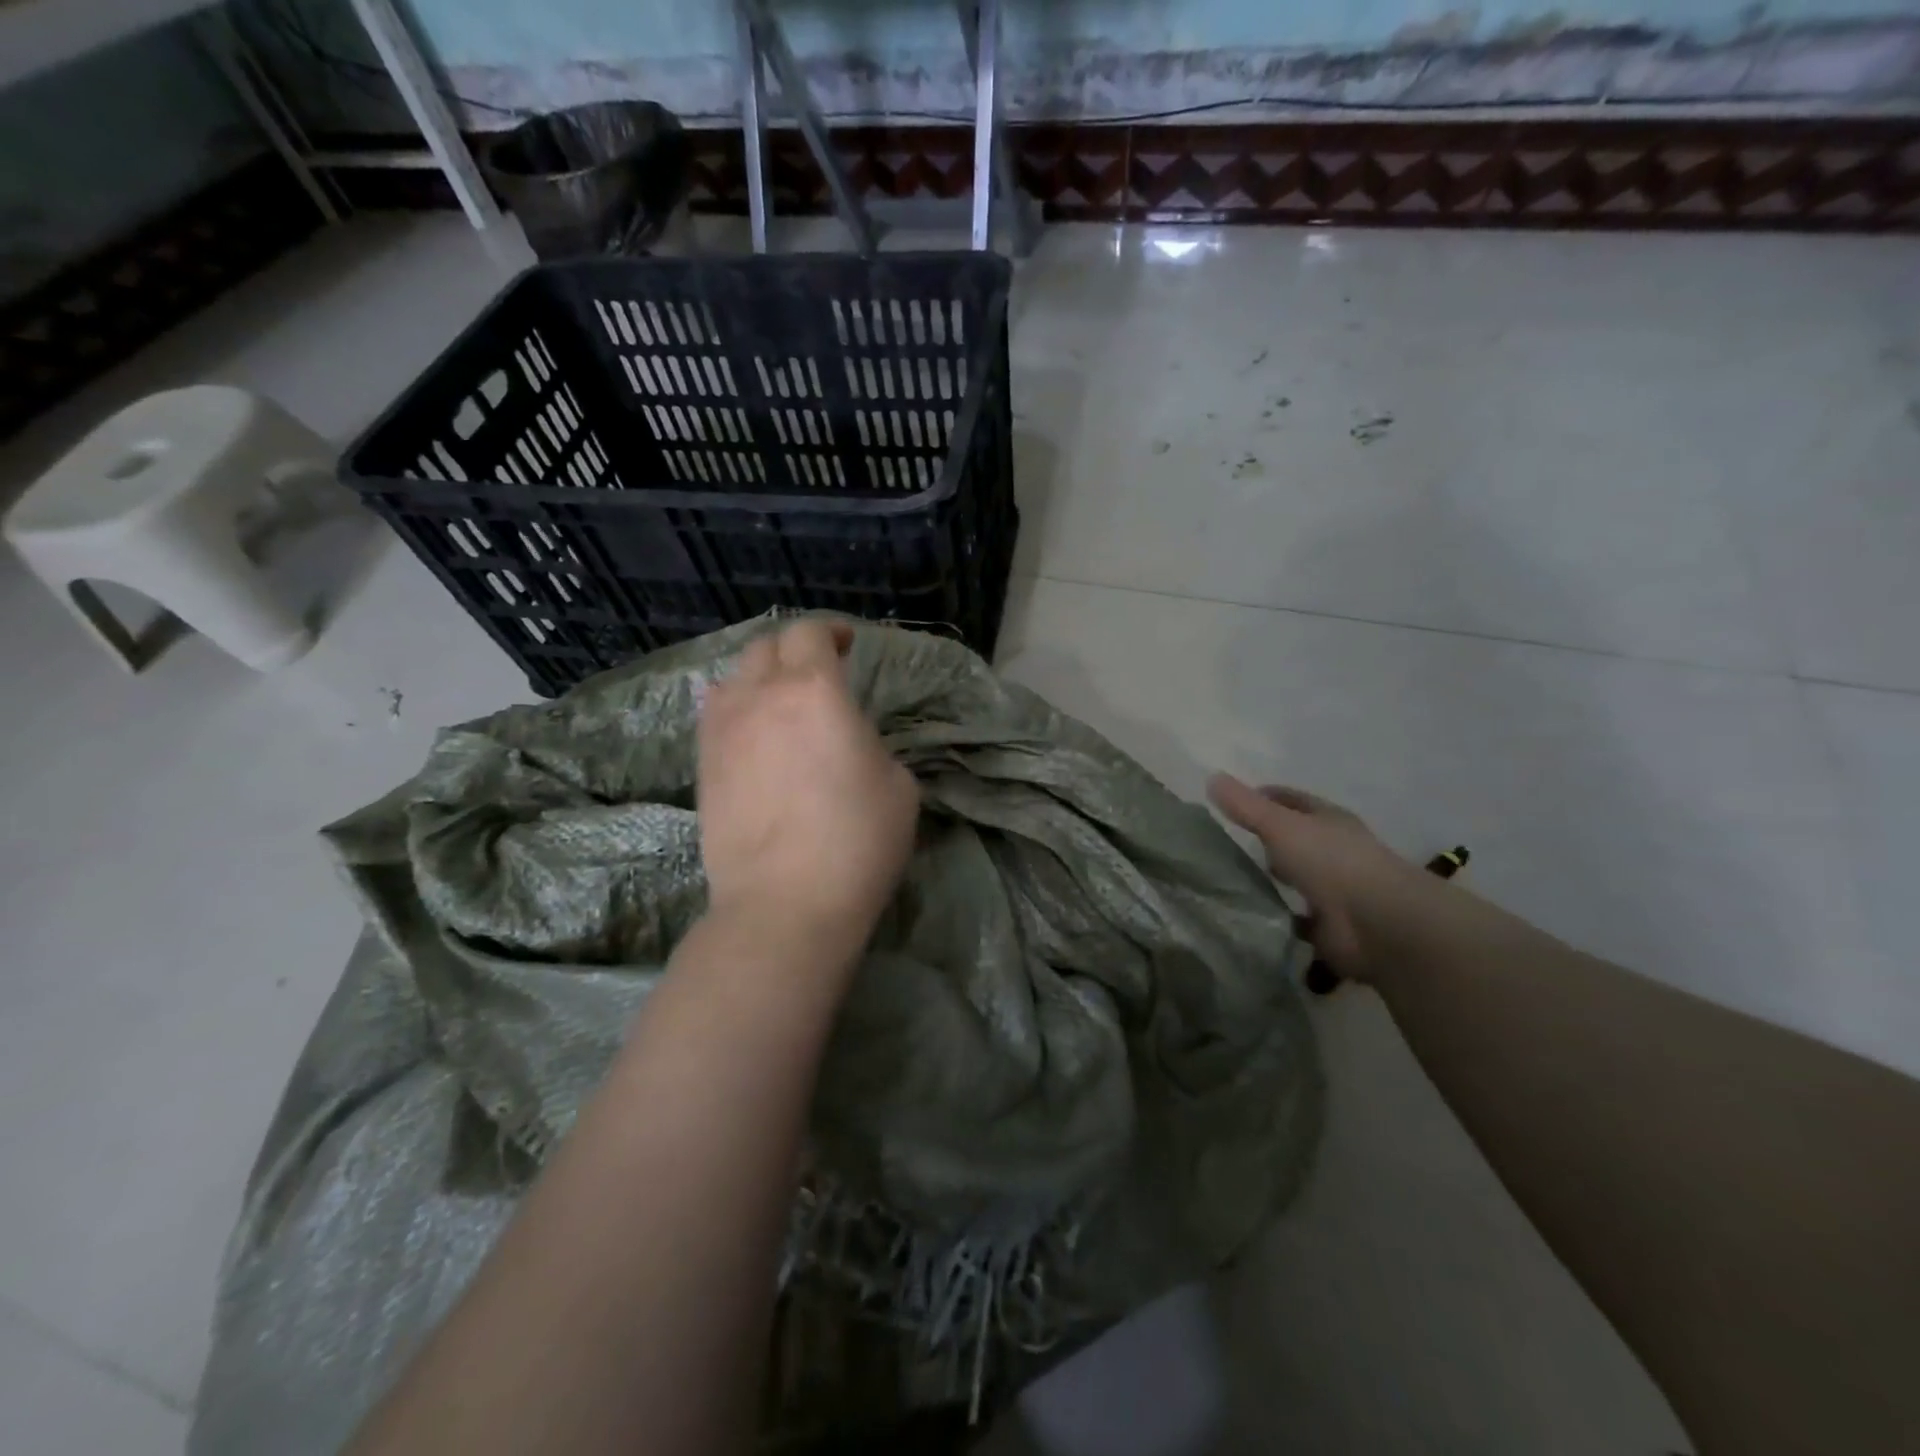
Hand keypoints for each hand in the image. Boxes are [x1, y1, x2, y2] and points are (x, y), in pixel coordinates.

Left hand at [698, 620, 918, 954]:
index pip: (810, 633)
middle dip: (794, 649)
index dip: (830, 631)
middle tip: (818, 671)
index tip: (846, 645)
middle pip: (766, 647)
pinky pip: (715, 715)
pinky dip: (737, 709)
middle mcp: (760, 696)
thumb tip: (845, 740)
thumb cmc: (857, 841)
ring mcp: (722, 731)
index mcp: (814, 691)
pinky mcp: (702, 765)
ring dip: (760, 677)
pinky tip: (754, 735)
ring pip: (733, 678)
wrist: (784, 903)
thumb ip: (870, 743)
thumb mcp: (898, 784)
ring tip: (780, 702)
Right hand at [1207, 775, 1425, 982]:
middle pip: (1296, 840)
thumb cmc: (1330, 861)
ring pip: (1296, 879)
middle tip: (1226, 844)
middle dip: (1268, 840)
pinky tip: (1248, 917)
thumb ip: (1245, 806)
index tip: (1232, 802)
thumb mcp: (1280, 825)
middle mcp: (1334, 851)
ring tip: (1229, 881)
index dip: (1265, 797)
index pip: (1293, 801)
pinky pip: (1294, 918)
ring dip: (1272, 880)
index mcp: (1328, 821)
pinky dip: (1276, 917)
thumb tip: (1211, 777)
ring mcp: (1334, 891)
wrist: (1376, 923)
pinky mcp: (1329, 927)